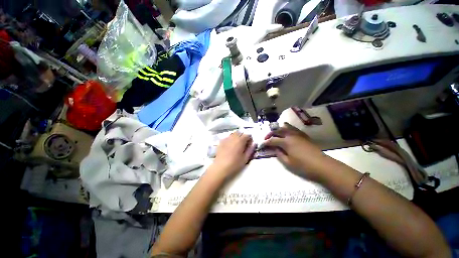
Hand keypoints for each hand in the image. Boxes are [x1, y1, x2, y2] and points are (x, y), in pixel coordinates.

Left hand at [210, 132, 255, 179]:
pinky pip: (227, 137)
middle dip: (243, 136)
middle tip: (243, 144)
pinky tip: (230, 146)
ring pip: (233, 134)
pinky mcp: (221, 142)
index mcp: (240, 141)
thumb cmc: (234, 164)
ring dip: (236, 137)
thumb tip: (254, 143)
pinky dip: (230, 139)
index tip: (250, 144)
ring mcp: (226, 139)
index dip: (250, 138)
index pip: (247, 135)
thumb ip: (250, 149)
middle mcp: (233, 137)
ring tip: (237, 144)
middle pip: (240, 132)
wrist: (220, 167)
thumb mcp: (245, 158)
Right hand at [264, 123, 329, 181]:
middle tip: (266, 138)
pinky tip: (287, 131)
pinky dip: (288, 128)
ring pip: (286, 127)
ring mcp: (298, 134)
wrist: (323, 166)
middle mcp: (291, 135)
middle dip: (270, 133)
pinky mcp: (304, 136)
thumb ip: (279, 154)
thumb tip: (275, 148)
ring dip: (279, 128)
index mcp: (286, 142)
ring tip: (275, 132)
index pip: (272, 140)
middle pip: (278, 130)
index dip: (265, 142)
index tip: (261, 145)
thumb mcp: (288, 163)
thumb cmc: (304, 166)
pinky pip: (294, 129)